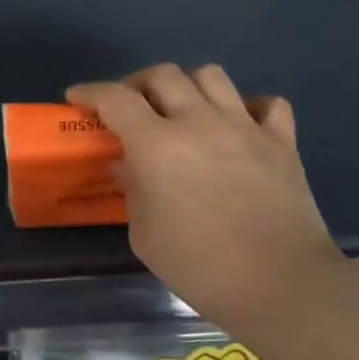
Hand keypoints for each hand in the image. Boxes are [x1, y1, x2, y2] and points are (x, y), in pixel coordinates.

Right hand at [67, 64, 342, 335]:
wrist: (281, 284)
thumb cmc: (199, 265)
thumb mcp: (144, 234)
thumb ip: (132, 190)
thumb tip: (128, 165)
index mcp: (158, 145)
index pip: (116, 99)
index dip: (91, 93)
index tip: (77, 98)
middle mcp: (200, 123)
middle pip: (163, 75)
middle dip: (136, 83)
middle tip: (127, 106)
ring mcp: (246, 128)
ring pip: (211, 75)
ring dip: (186, 86)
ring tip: (179, 109)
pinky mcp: (282, 142)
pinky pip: (264, 104)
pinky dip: (245, 106)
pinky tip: (235, 125)